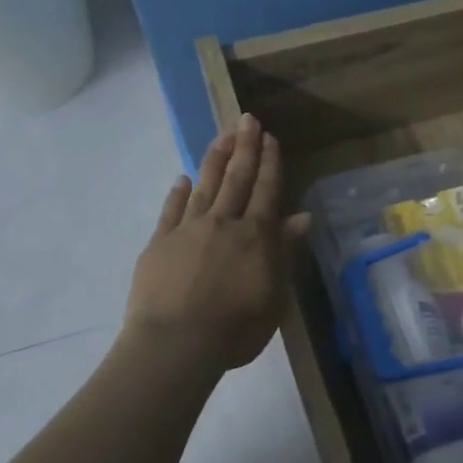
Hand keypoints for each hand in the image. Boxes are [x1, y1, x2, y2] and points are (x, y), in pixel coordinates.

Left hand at [125, 115, 309, 373]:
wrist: (176, 343)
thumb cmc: (236, 328)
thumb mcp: (275, 295)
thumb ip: (285, 252)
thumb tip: (302, 217)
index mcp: (256, 236)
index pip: (266, 191)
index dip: (270, 163)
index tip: (271, 137)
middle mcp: (223, 223)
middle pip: (236, 179)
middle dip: (245, 147)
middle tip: (247, 118)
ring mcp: (187, 230)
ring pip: (205, 186)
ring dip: (215, 159)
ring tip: (222, 135)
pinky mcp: (159, 243)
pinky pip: (170, 210)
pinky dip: (177, 192)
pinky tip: (182, 179)